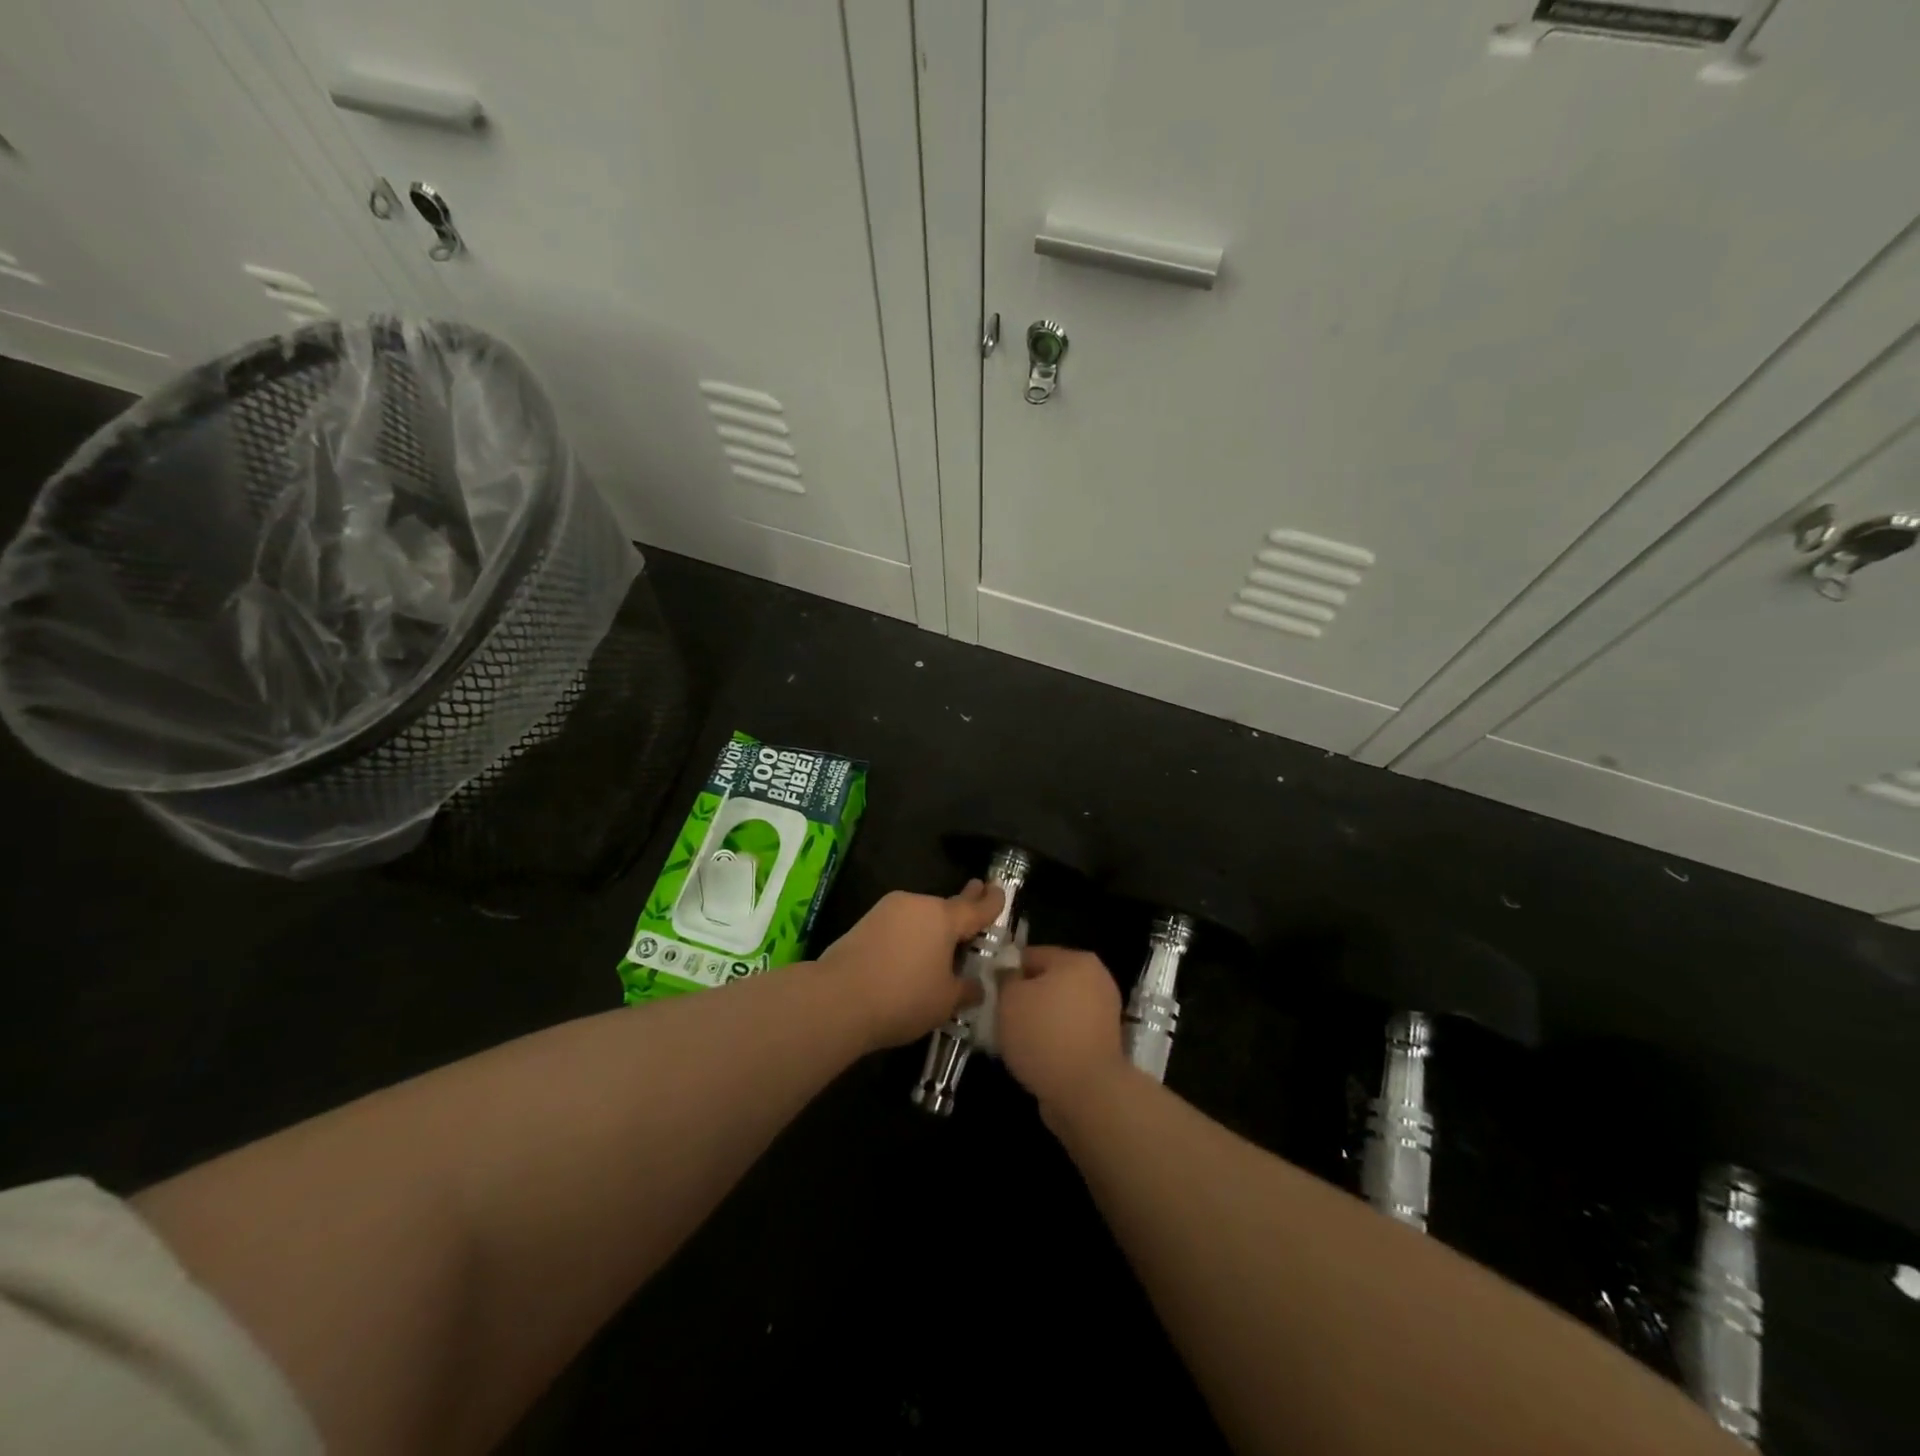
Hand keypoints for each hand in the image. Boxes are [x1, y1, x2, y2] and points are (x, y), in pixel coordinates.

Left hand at [818, 881, 1004, 1050]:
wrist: (838, 998)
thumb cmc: (903, 997)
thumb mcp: (945, 1001)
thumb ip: (966, 990)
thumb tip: (976, 986)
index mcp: (944, 917)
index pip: (976, 907)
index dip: (992, 901)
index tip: (1000, 890)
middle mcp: (917, 904)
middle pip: (946, 906)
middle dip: (963, 904)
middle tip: (976, 893)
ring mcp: (887, 910)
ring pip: (920, 915)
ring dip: (931, 926)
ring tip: (940, 946)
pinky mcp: (864, 923)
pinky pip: (899, 925)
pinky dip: (909, 936)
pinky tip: (909, 955)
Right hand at [995, 945, 1125, 1113]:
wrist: (1086, 1092)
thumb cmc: (1044, 1034)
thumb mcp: (1009, 999)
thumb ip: (1005, 979)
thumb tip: (1009, 975)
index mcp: (1077, 960)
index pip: (1031, 955)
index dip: (1006, 972)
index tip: (990, 993)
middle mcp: (1097, 979)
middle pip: (1047, 981)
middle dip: (1024, 997)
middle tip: (1001, 1017)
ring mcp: (1104, 1012)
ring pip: (1057, 1008)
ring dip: (1038, 1020)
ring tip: (1016, 1041)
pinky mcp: (1104, 1043)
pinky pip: (1068, 1032)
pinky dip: (1053, 1040)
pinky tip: (1035, 1055)